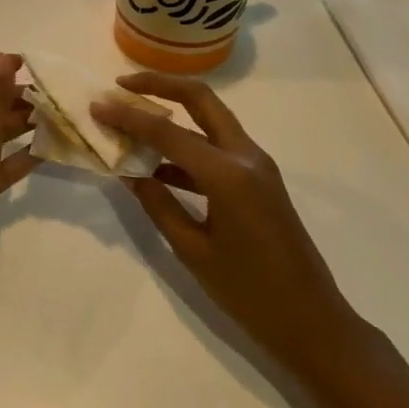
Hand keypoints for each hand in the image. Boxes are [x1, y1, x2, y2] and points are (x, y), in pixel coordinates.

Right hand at [92, 74, 353, 366]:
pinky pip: (218, 147)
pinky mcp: (259, 180)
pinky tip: (157, 165)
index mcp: (228, 174)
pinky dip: (187, 145)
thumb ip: (157, 205)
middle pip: (201, 100)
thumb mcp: (193, 250)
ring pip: (211, 120)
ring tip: (132, 119)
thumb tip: (128, 172)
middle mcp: (246, 156)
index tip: (97, 106)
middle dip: (160, 86)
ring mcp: (257, 166)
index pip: (168, 133)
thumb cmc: (249, 293)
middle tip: (122, 85)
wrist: (312, 322)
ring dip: (173, 113)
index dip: (128, 117)